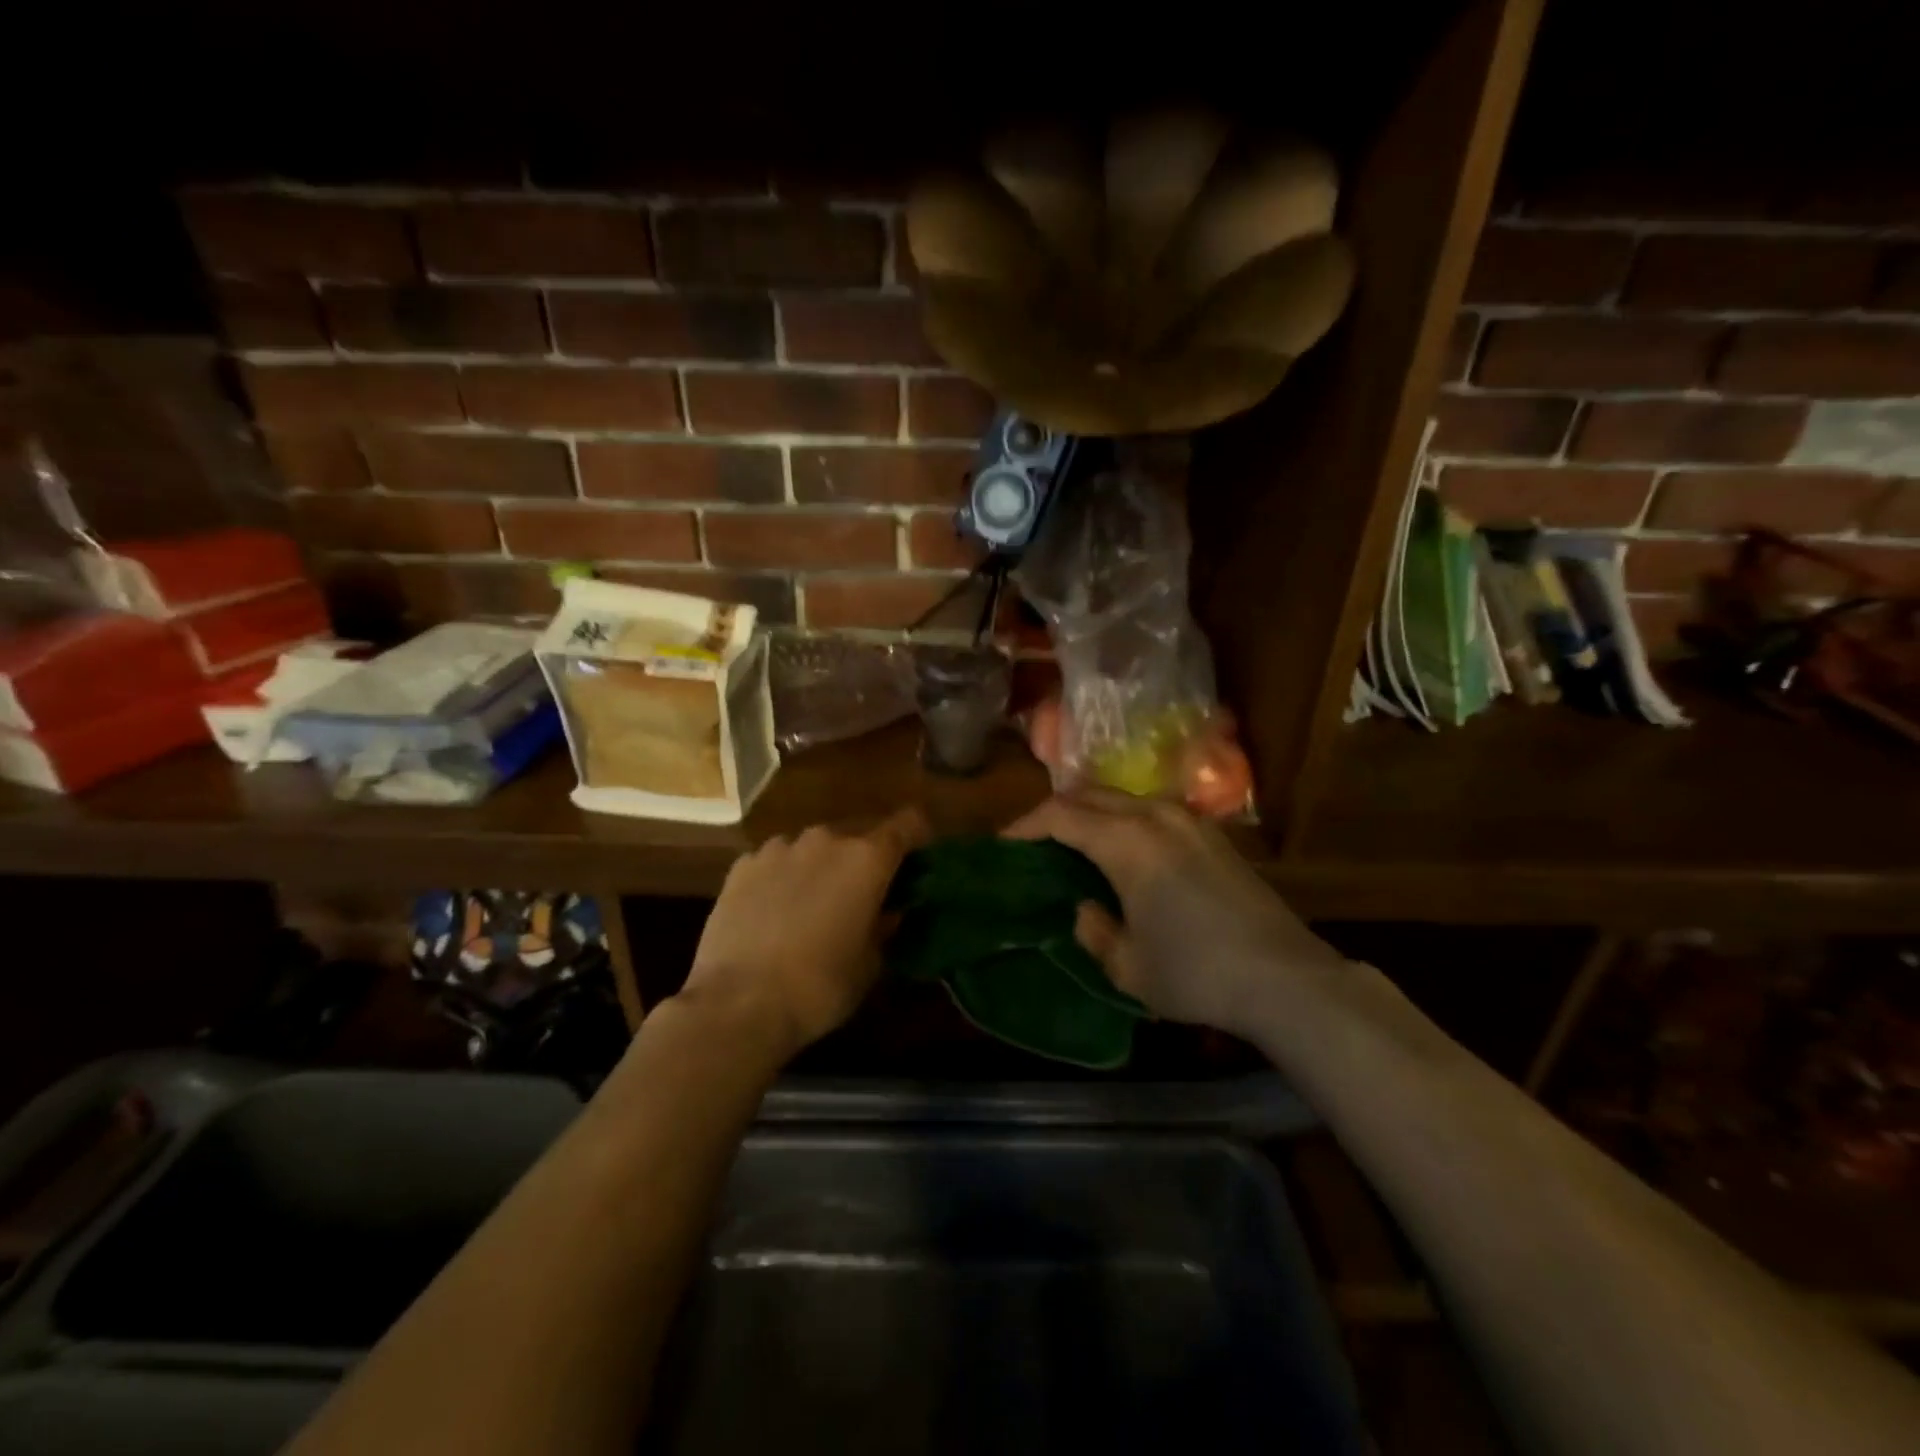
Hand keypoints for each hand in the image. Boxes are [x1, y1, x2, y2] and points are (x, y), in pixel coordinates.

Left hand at [682, 808, 929, 1054]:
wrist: (738, 1004)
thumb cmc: (819, 987)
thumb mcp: (869, 965)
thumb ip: (884, 927)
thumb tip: (888, 912)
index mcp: (867, 859)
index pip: (908, 824)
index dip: (918, 837)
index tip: (918, 860)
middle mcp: (825, 840)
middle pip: (857, 837)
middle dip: (863, 861)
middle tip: (860, 896)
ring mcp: (779, 848)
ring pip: (812, 848)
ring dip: (819, 867)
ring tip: (810, 906)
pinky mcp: (742, 864)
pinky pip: (775, 861)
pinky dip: (781, 878)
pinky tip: (772, 913)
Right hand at [1005, 790, 1342, 1038]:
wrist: (1286, 977)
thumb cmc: (1196, 974)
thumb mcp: (1127, 967)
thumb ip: (1093, 931)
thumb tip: (1086, 907)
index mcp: (1127, 842)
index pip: (1060, 815)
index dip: (1025, 826)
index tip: (1003, 844)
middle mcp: (1155, 817)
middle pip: (1090, 795)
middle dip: (1055, 811)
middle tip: (1034, 840)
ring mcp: (1190, 821)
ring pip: (1124, 798)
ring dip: (1092, 812)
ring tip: (1076, 843)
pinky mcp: (1214, 834)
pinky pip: (1153, 811)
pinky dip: (1124, 820)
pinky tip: (1126, 851)